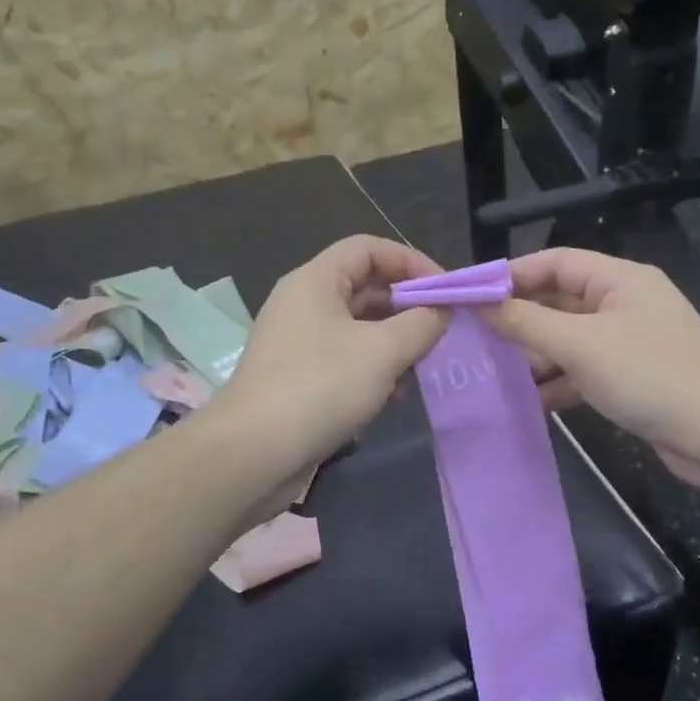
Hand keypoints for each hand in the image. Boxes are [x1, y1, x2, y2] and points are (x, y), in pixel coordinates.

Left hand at [218, 235, 447, 475]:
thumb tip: (440, 312)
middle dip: (406, 308)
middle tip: (440, 333)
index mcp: (315, 281)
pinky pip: (345, 360)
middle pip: (365, 288)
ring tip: (418, 369)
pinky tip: (391, 397)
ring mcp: (298, 343)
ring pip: (358, 328)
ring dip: (393, 344)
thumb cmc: (321, 387)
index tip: (445, 291)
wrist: (254, 452)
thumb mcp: (383, 351)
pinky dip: (372, 370)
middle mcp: (303, 304)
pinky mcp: (299, 378)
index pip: (368, 248)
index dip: (411, 261)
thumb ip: (421, 324)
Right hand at [486, 248, 699, 498]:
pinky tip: (527, 402)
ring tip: (491, 373)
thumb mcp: (580, 345)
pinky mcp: (631, 378)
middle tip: (475, 338)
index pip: (555, 261)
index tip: (470, 295)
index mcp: (620, 279)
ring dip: (534, 355)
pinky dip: (557, 382)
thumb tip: (478, 302)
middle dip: (519, 319)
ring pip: (568, 339)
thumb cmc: (650, 376)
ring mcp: (629, 343)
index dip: (511, 275)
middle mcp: (624, 304)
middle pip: (559, 300)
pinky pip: (582, 371)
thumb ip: (525, 322)